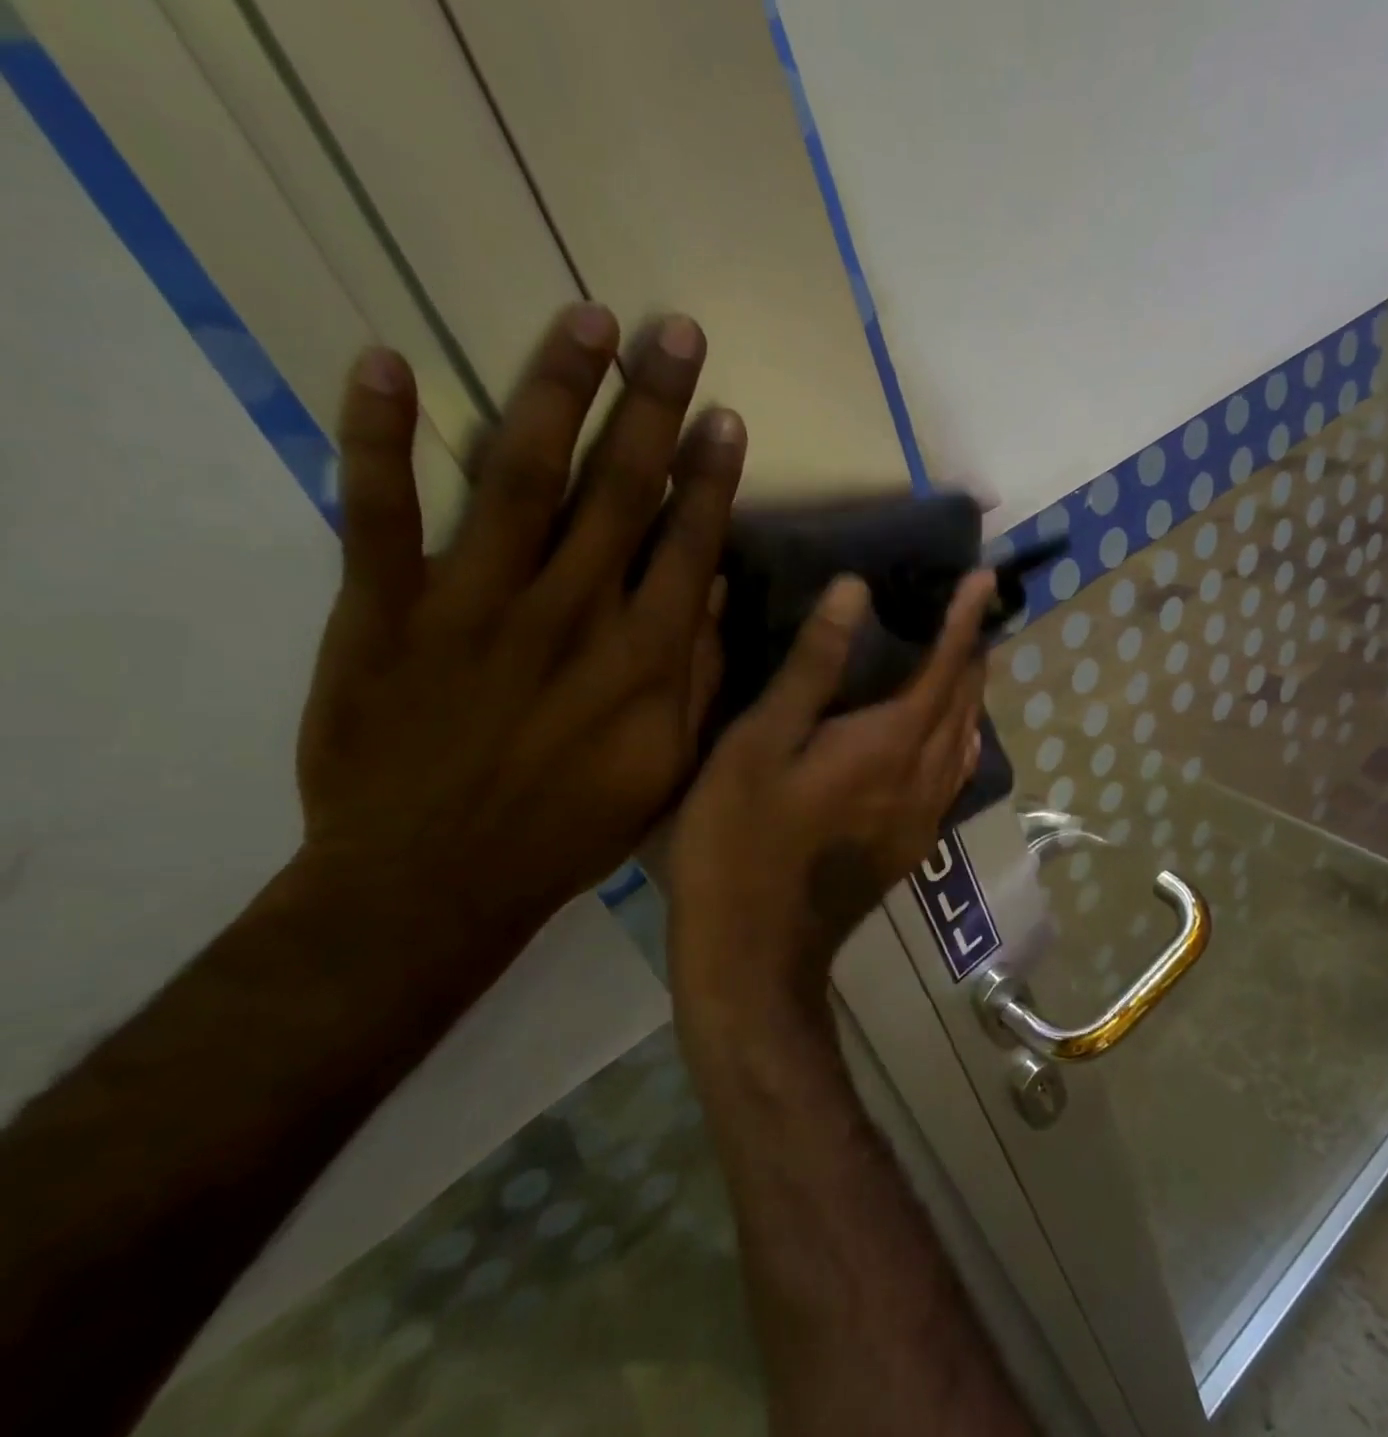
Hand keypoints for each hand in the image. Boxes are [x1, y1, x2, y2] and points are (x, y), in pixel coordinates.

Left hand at [294, 305, 741, 964]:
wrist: (433, 880)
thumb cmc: (569, 829)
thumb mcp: (665, 768)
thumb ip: (693, 675)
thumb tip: (705, 586)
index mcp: (640, 657)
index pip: (685, 541)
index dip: (709, 475)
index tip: (725, 415)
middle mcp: (568, 613)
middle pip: (617, 488)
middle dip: (653, 404)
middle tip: (675, 332)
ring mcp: (471, 605)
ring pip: (518, 476)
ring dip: (554, 390)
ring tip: (586, 320)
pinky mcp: (383, 613)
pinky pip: (377, 513)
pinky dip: (378, 436)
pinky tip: (388, 363)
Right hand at [668, 571, 994, 1041]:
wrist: (757, 952)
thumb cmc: (740, 840)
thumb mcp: (759, 743)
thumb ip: (812, 666)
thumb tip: (855, 592)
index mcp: (890, 743)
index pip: (945, 666)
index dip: (964, 619)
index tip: (985, 579)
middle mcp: (923, 776)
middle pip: (965, 702)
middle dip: (973, 652)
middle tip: (973, 611)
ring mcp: (924, 816)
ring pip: (965, 740)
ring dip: (970, 695)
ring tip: (962, 661)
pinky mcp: (912, 844)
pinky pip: (952, 774)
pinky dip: (957, 736)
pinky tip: (942, 733)